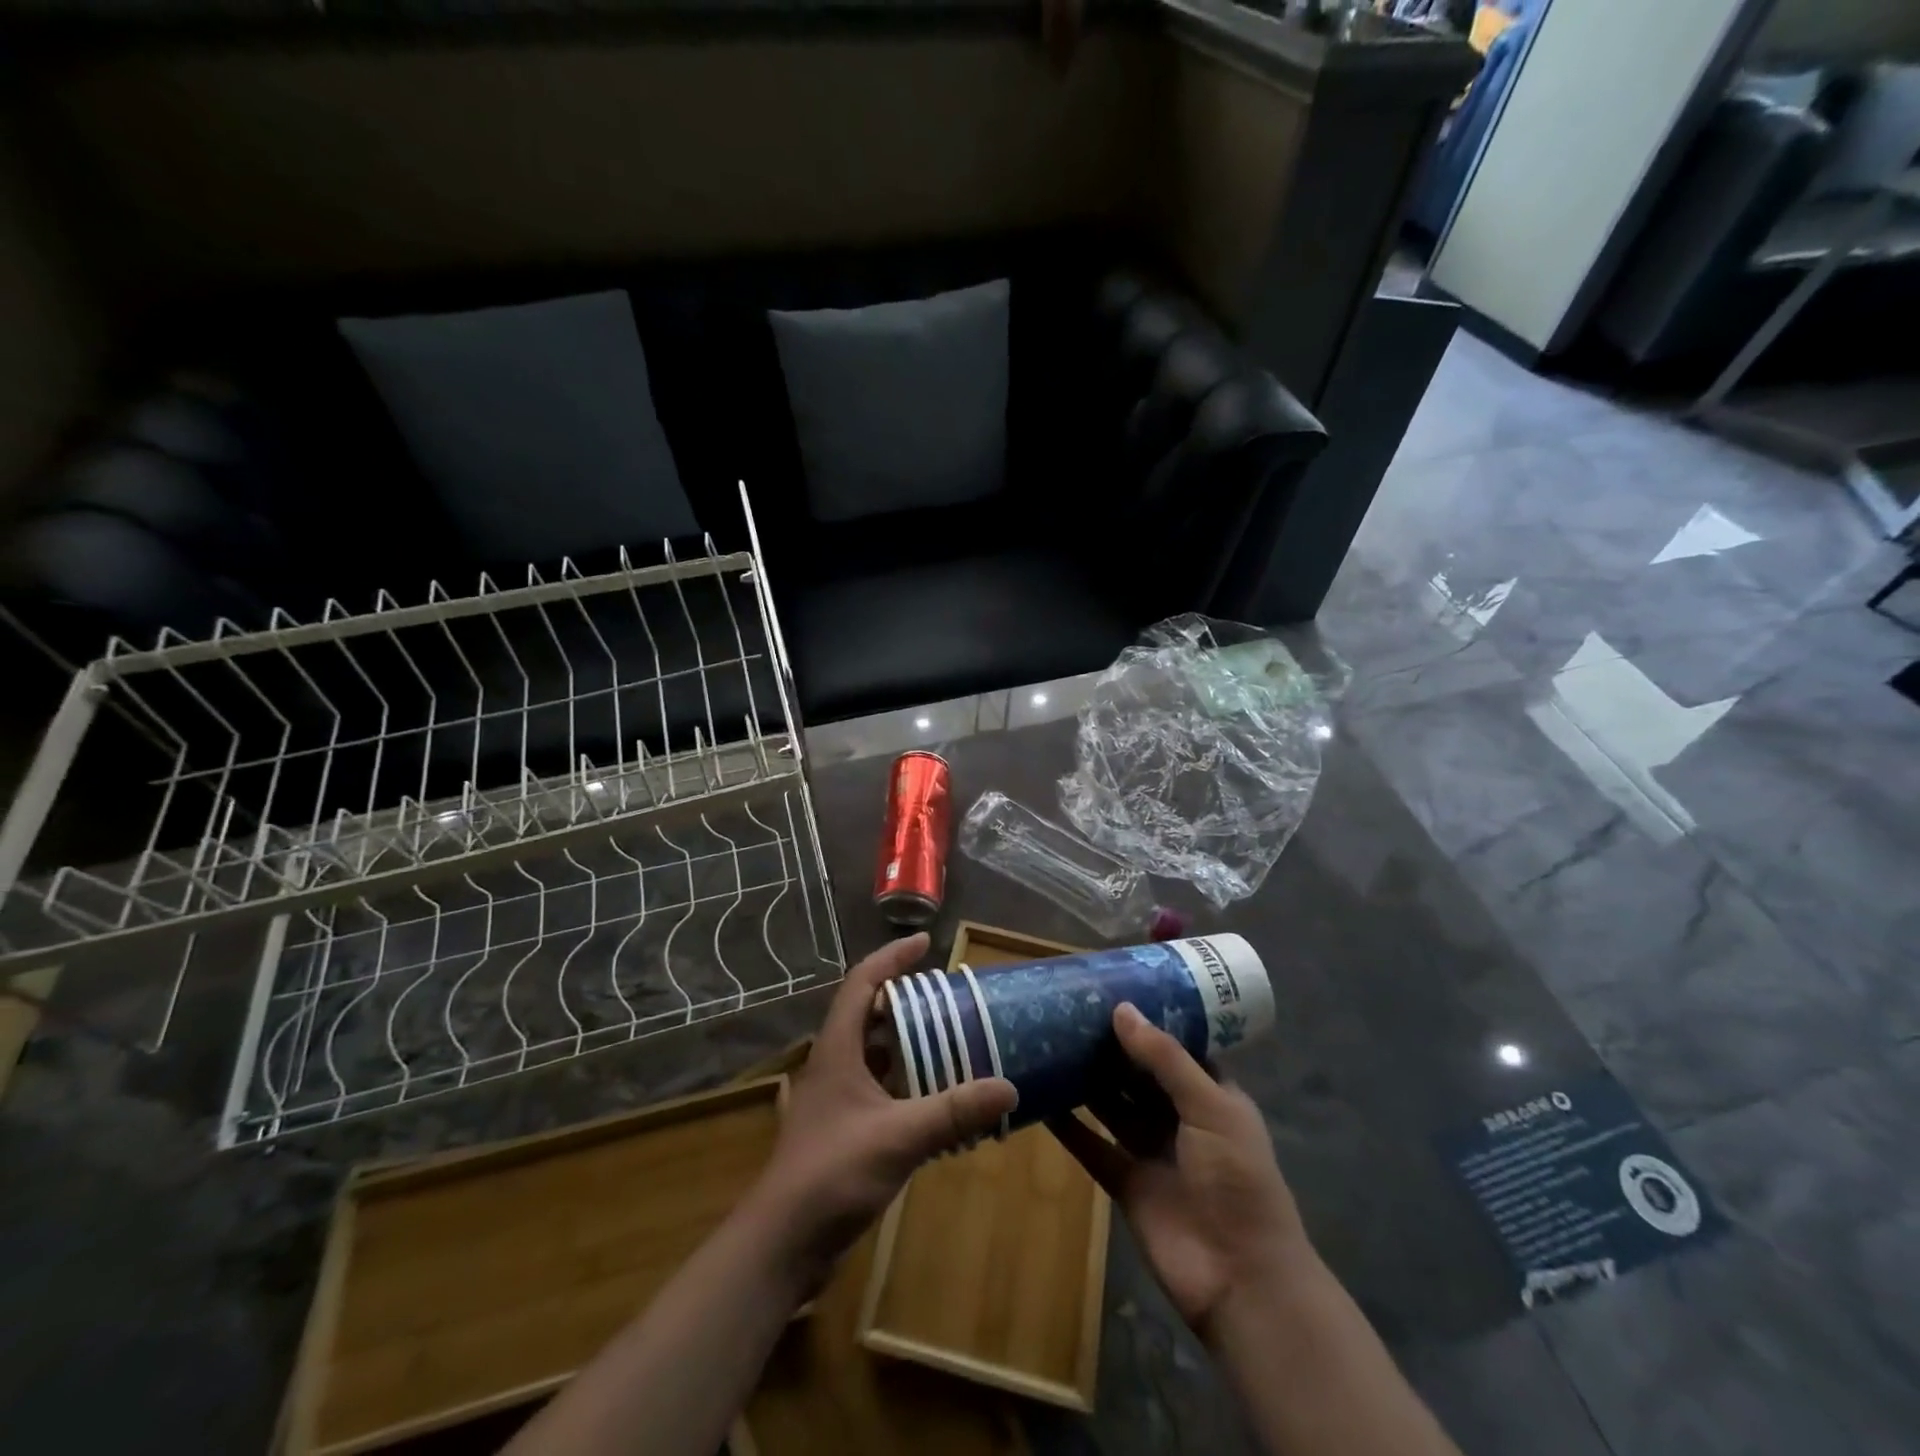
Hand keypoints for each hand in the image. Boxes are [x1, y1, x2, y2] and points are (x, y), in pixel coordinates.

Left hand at [749, 933, 1017, 1285]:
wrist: (782, 1244)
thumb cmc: (832, 1173)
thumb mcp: (900, 1137)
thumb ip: (953, 1111)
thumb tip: (1008, 1086)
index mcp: (836, 1050)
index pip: (861, 983)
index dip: (891, 958)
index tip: (925, 943)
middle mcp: (831, 1065)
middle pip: (865, 1015)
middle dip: (903, 1000)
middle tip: (944, 997)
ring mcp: (831, 1100)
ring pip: (869, 1054)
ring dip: (902, 1043)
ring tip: (944, 1040)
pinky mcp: (837, 1131)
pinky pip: (873, 1088)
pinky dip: (900, 1081)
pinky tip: (926, 1097)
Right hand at [1050, 1003, 1310, 1338]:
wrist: (1241, 1279)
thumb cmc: (1236, 1178)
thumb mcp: (1209, 1106)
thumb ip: (1164, 1058)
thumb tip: (1121, 1009)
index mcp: (1211, 1095)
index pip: (1176, 1048)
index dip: (1149, 1022)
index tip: (1111, 991)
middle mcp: (1180, 1118)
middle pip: (1139, 1075)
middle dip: (1111, 1048)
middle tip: (1069, 1011)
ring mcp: (1151, 1151)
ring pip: (1112, 1106)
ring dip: (1087, 1081)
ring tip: (1050, 1043)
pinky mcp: (1125, 1183)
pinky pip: (1092, 1146)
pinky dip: (1069, 1127)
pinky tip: (1042, 1100)